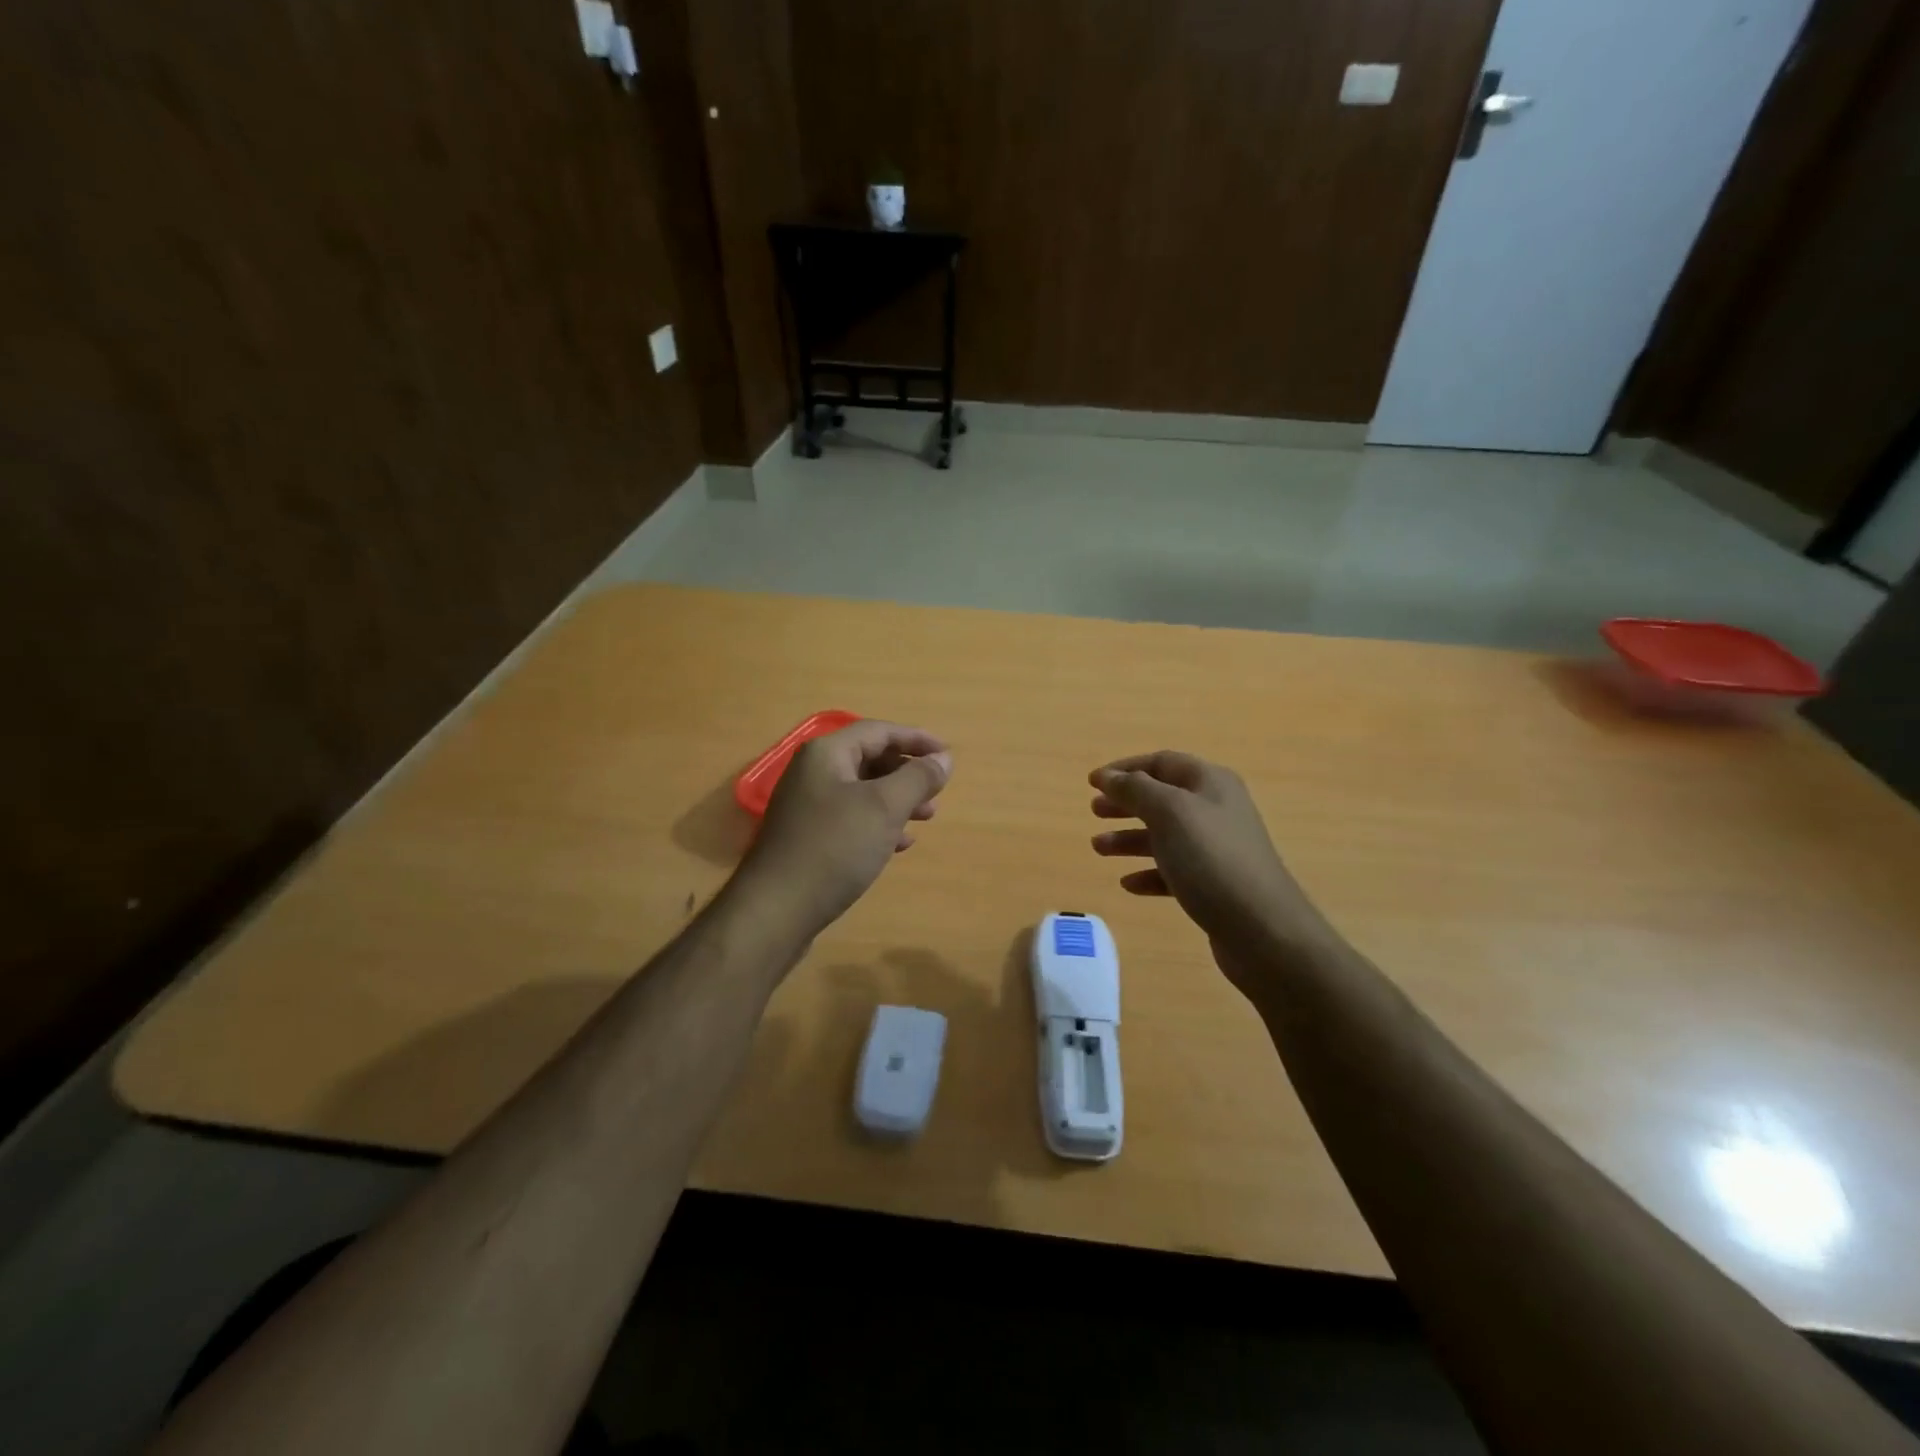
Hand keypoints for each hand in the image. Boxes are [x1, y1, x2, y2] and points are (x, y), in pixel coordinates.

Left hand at [736, 720, 951, 938]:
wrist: (777, 910)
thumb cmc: (835, 847)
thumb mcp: (884, 807)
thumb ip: (917, 778)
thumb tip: (944, 758)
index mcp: (827, 754)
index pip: (878, 731)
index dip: (916, 739)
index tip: (947, 756)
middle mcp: (813, 773)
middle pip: (869, 758)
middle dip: (907, 772)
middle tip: (937, 791)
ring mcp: (807, 806)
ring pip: (862, 791)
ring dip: (897, 800)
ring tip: (927, 818)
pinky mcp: (808, 837)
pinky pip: (851, 818)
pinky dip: (879, 824)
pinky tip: (899, 844)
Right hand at [1089, 751, 1333, 993]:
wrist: (1263, 930)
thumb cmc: (1211, 860)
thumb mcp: (1169, 813)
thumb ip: (1135, 790)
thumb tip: (1107, 776)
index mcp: (1210, 783)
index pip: (1161, 763)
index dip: (1125, 769)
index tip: (1092, 782)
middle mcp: (1216, 809)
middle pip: (1162, 798)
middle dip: (1126, 803)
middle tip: (1094, 812)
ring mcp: (1217, 849)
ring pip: (1165, 835)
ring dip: (1129, 838)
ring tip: (1099, 848)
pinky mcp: (1215, 884)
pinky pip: (1174, 871)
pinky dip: (1149, 872)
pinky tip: (1129, 884)